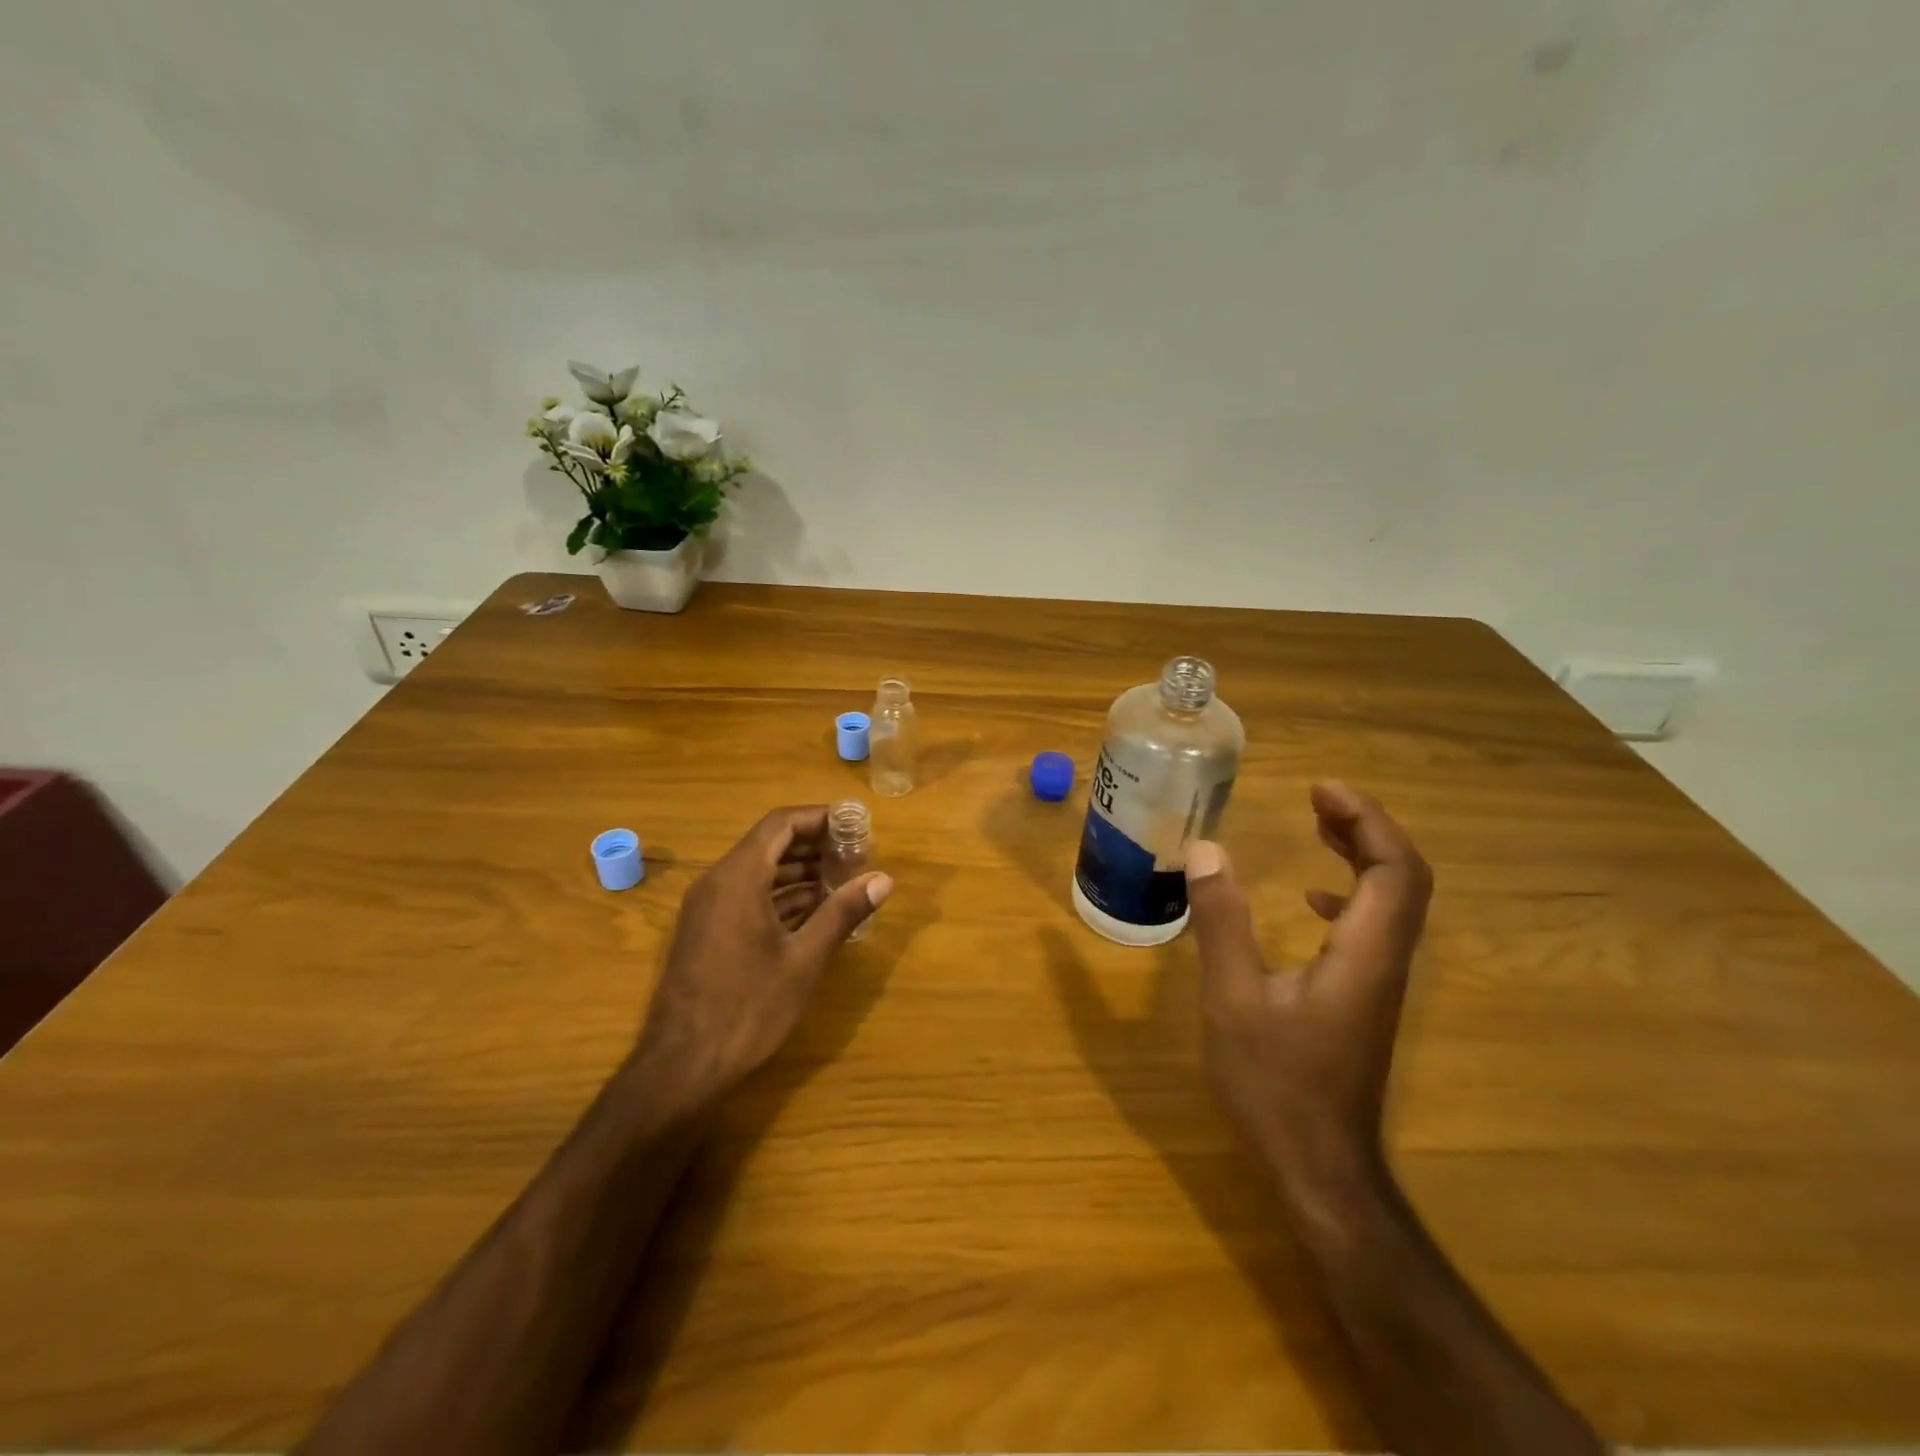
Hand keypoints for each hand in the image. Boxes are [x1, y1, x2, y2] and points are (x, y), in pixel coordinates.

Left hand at [632, 805, 892, 1109]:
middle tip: (857, 855)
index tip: (855, 825)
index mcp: (739, 877)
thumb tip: (883, 879)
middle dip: (815, 845)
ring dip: (800, 871)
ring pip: (759, 871)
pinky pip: (747, 895)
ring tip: (844, 881)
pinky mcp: (707, 931)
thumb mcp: (804, 960)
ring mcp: (708, 907)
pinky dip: (781, 895)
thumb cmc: (748, 1008)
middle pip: (770, 843)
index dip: (820, 817)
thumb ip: (842, 912)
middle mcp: (718, 881)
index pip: (781, 823)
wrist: (681, 1066)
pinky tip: (814, 911)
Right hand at [1185, 782, 1431, 1219]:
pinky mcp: (1363, 998)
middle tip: (1317, 800)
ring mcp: (1378, 983)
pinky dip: (1349, 892)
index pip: (1395, 869)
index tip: (1321, 790)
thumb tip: (1208, 849)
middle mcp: (1384, 961)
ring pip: (1391, 902)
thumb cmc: (1276, 1084)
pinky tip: (1310, 898)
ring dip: (1361, 856)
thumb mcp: (1234, 998)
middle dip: (1366, 828)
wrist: (1320, 1170)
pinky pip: (1372, 927)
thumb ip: (1222, 921)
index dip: (1366, 820)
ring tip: (1317, 828)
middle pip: (1403, 878)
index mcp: (1363, 954)